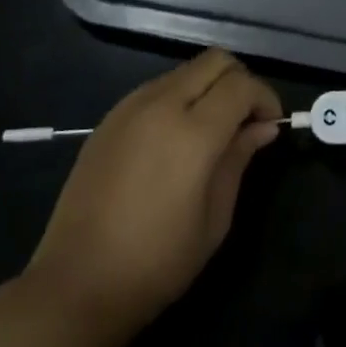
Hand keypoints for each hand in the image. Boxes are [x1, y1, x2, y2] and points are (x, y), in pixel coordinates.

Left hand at [28, 50, 282, 344]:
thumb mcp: (214, 218)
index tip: (270, 125)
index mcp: (192, 132)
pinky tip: (176, 138)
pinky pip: (157, 88)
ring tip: (212, 130)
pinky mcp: (109, 118)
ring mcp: (130, 107)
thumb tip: (263, 127)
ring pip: (185, 70)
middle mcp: (161, 105)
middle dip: (240, 81)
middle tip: (246, 120)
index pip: (241, 85)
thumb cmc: (156, 263)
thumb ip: (239, 160)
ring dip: (208, 87)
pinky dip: (180, 97)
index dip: (265, 98)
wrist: (75, 286)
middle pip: (215, 61)